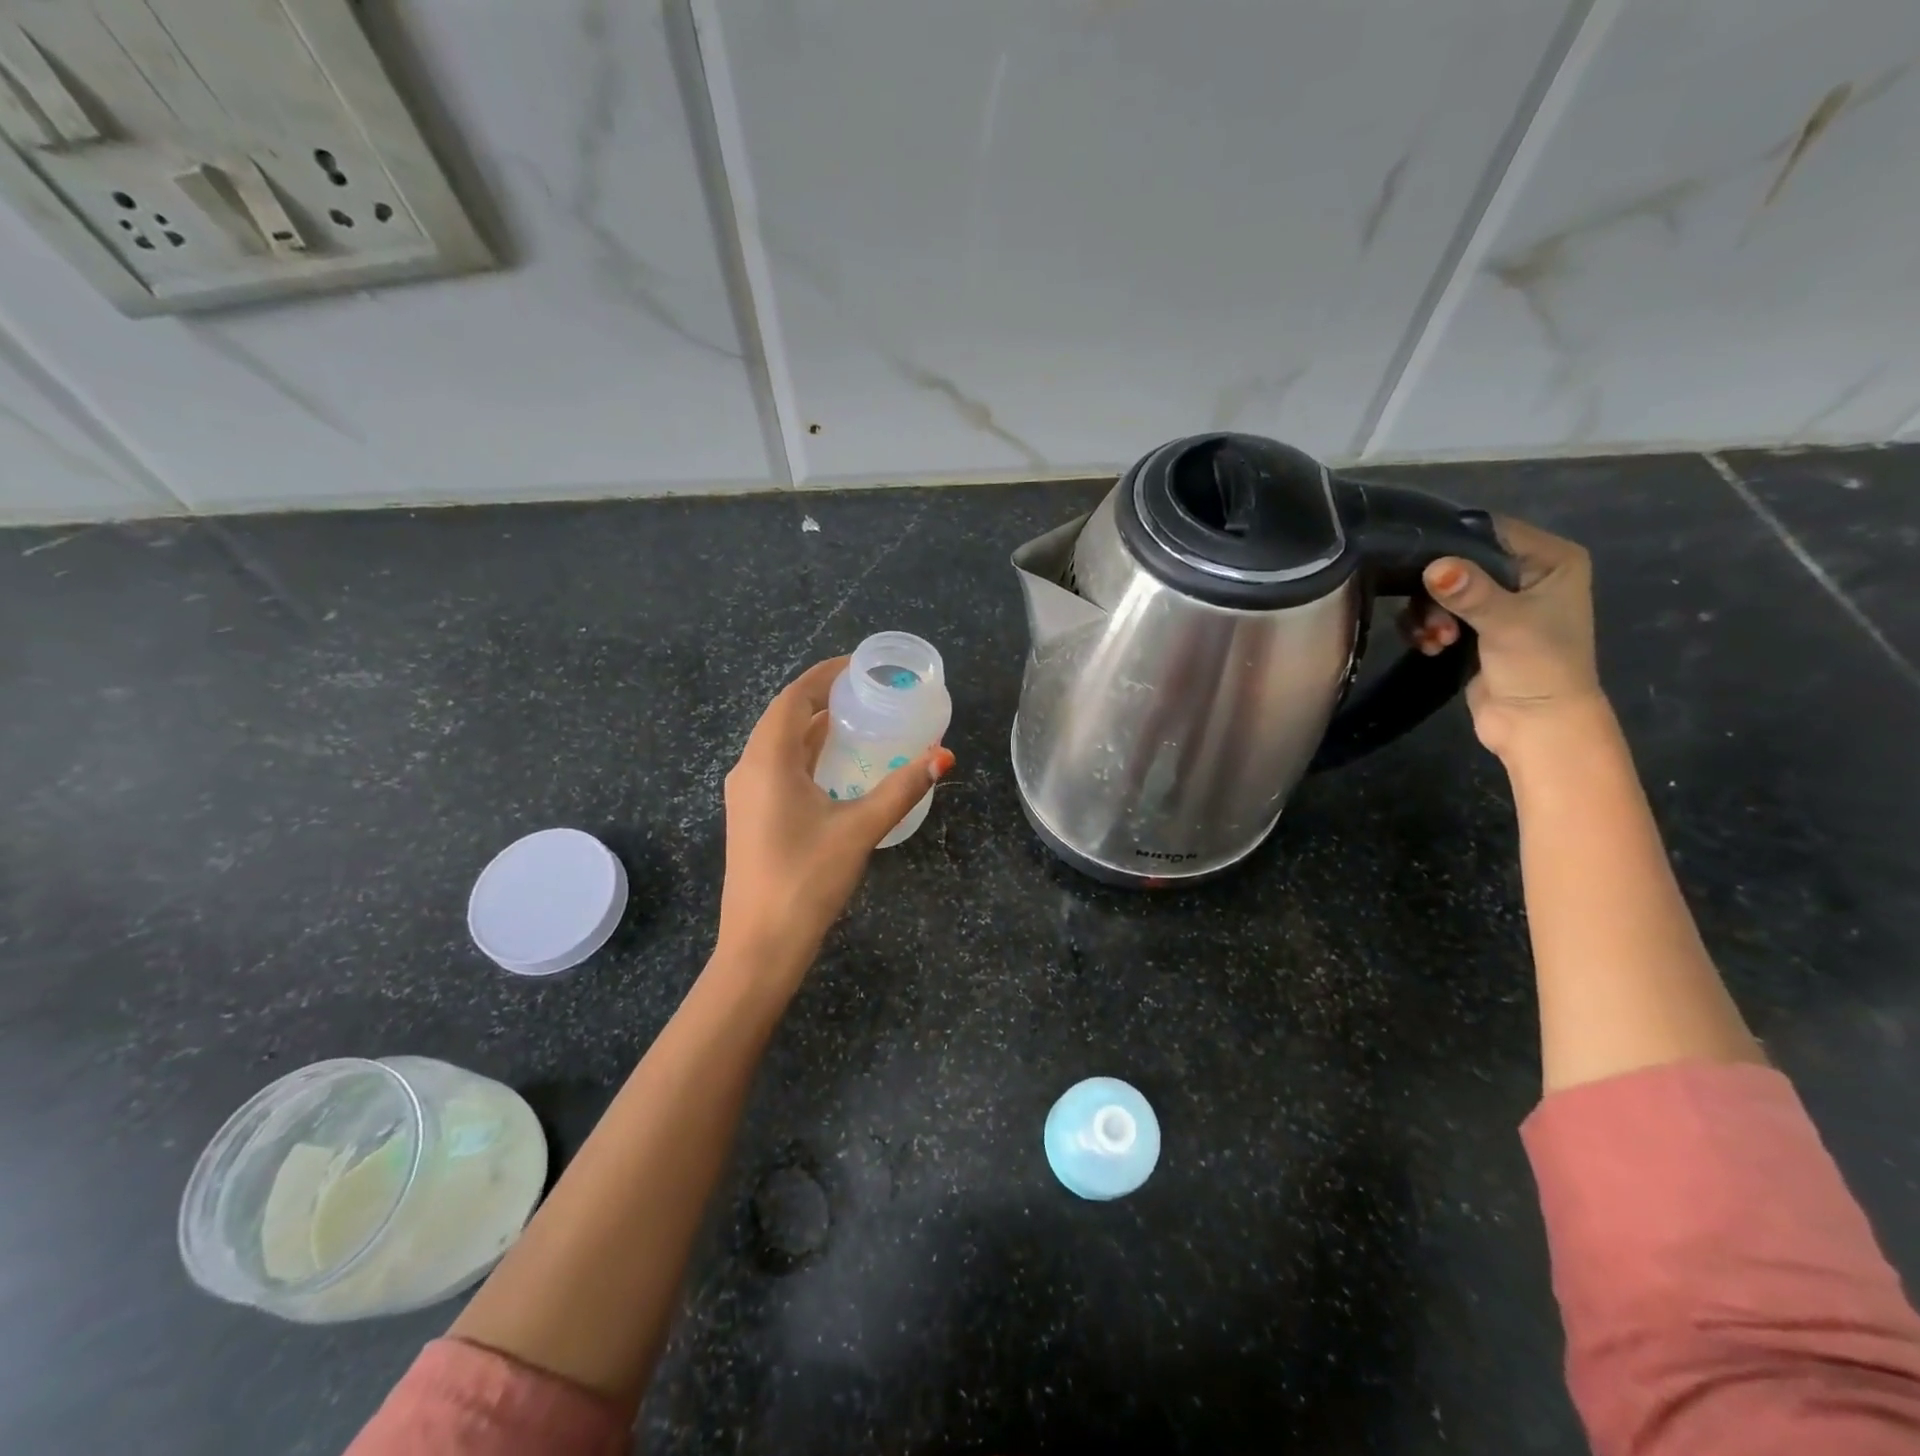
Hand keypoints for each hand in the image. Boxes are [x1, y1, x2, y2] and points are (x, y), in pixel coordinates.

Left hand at [717, 658, 955, 979]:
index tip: (857, 665)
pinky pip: (777, 768)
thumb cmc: (807, 879)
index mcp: (767, 761)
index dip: (823, 675)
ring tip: (855, 719)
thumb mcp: (860, 828)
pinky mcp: (750, 817)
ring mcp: (745, 795)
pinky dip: (805, 755)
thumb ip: (902, 788)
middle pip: (783, 717)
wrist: (761, 945)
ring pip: (778, 745)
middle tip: (865, 691)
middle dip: (820, 698)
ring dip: (812, 727)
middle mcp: (748, 769)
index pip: (793, 699)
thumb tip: (943, 756)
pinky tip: (834, 765)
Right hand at [1400, 517, 1604, 758]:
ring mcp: (1498, 603)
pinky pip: (1435, 613)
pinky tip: (1431, 647)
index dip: (1452, 542)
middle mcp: (1525, 574)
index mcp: (1550, 560)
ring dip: (1428, 614)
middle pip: (1459, 561)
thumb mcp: (1507, 624)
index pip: (1491, 530)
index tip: (1419, 562)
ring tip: (1435, 640)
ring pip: (1442, 590)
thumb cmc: (1539, 667)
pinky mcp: (1474, 629)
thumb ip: (1471, 593)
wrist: (1536, 726)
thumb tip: (1434, 568)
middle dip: (1436, 590)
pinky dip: (1426, 628)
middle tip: (1435, 619)